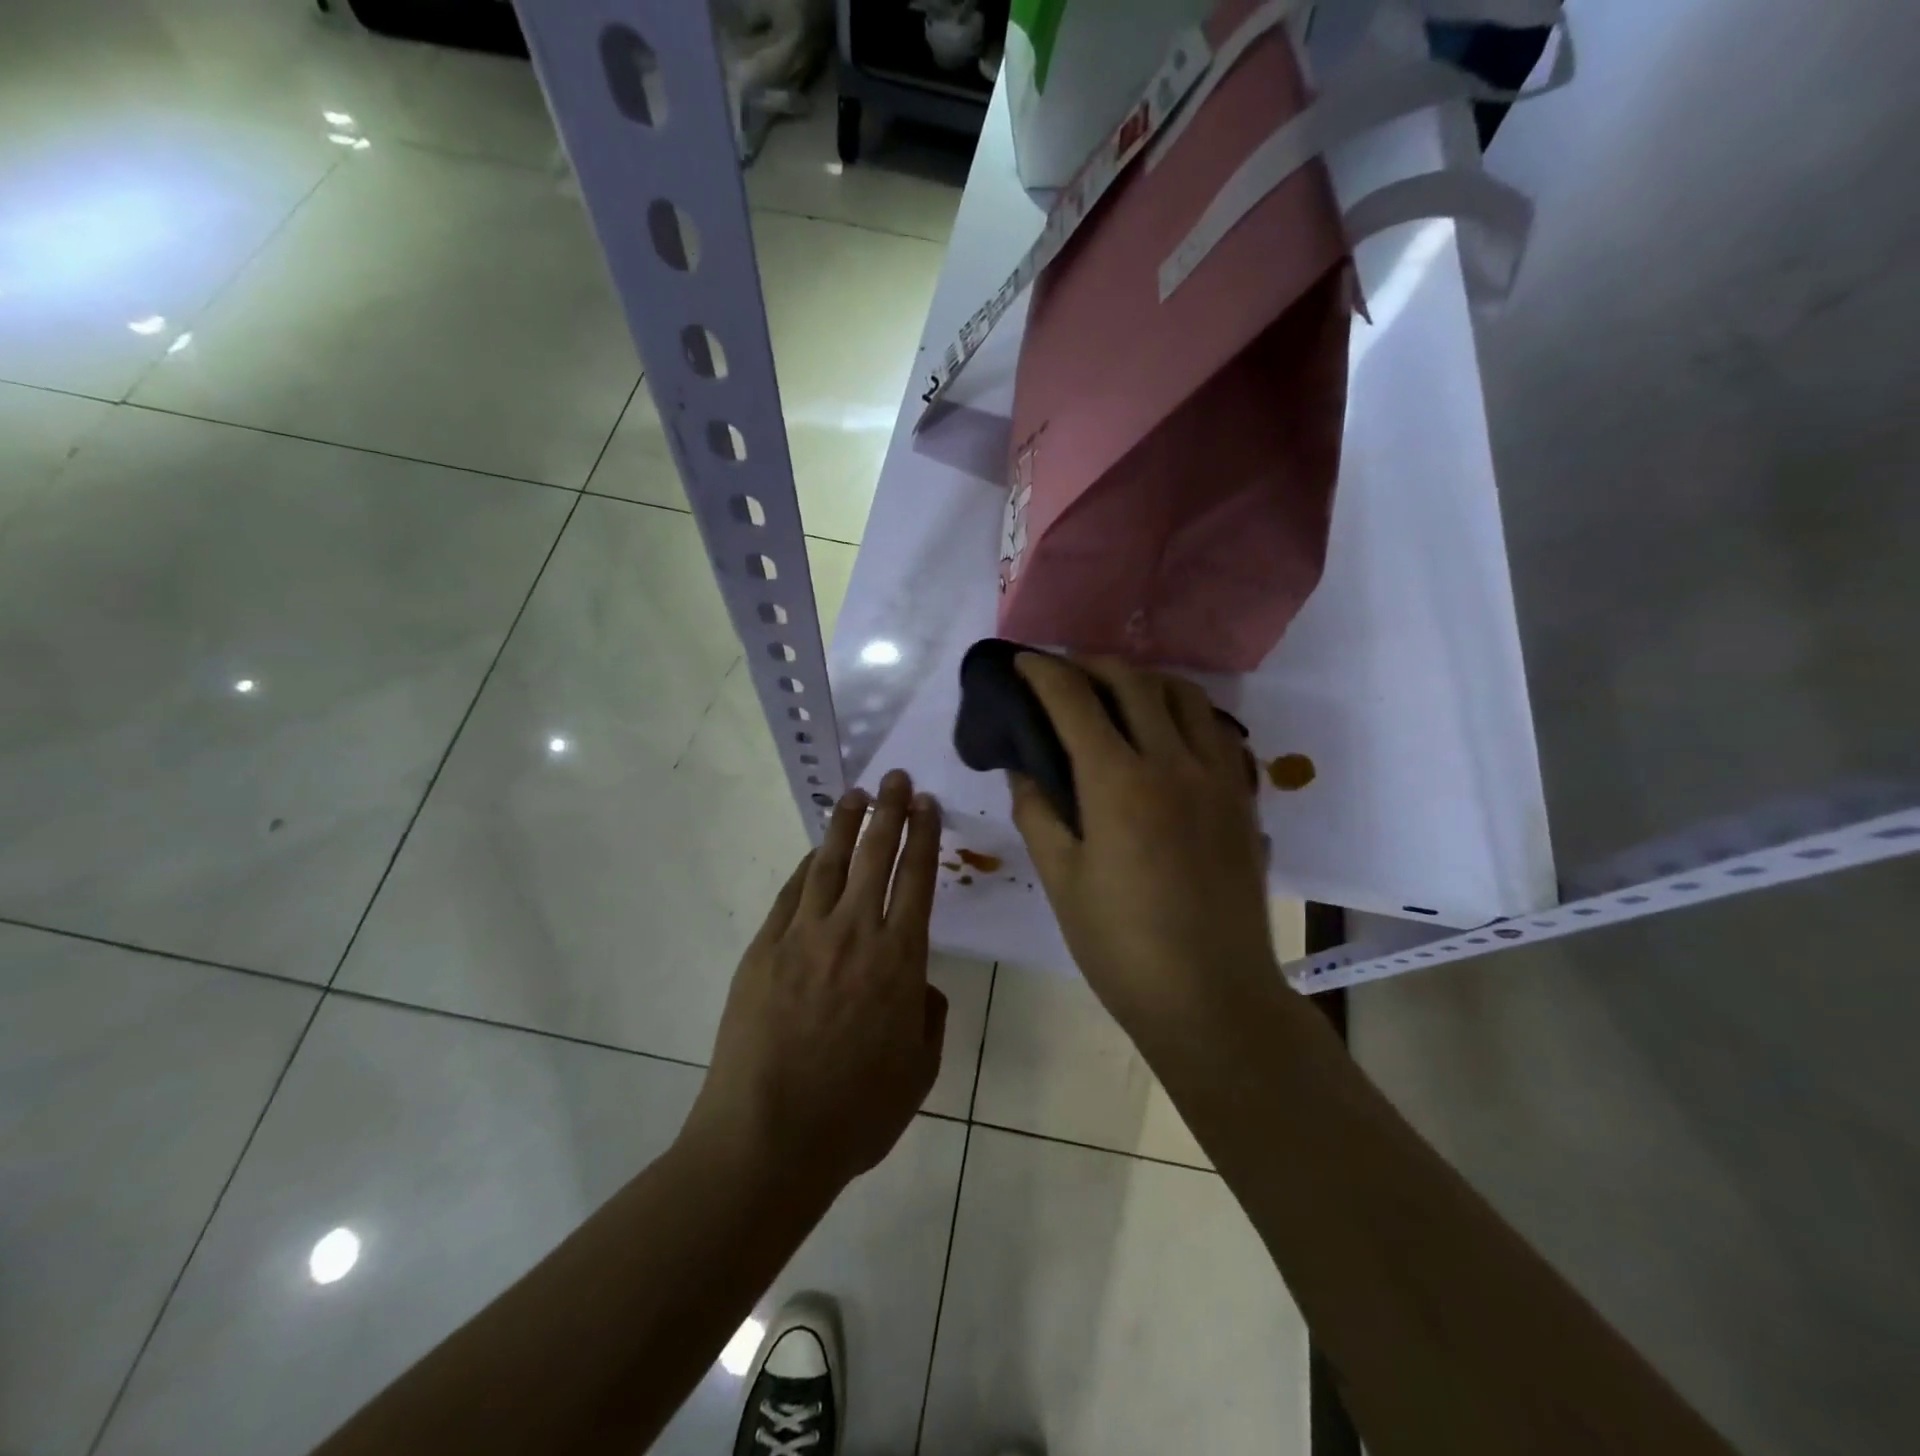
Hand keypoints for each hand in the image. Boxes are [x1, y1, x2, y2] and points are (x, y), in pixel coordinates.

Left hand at [685, 771, 947, 1198]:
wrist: (770, 1138)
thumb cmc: (856, 1113)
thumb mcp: (919, 1071)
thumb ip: (927, 1017)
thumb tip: (918, 986)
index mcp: (900, 960)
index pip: (918, 879)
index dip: (924, 836)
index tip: (927, 803)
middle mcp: (855, 933)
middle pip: (877, 856)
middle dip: (890, 811)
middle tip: (896, 778)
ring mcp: (805, 937)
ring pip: (831, 864)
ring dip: (845, 824)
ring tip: (855, 794)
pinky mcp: (765, 949)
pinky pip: (792, 894)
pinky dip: (808, 867)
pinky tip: (816, 853)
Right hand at [1010, 654, 1278, 1035]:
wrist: (1212, 996)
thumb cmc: (1121, 946)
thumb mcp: (1062, 880)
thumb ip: (1038, 812)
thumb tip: (1024, 768)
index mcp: (1118, 782)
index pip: (1074, 701)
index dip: (1043, 673)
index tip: (1022, 662)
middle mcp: (1173, 763)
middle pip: (1133, 681)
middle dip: (1091, 664)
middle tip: (1064, 673)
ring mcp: (1216, 777)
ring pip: (1185, 695)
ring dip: (1144, 679)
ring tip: (1117, 692)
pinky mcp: (1242, 798)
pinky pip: (1216, 729)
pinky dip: (1185, 712)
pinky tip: (1168, 733)